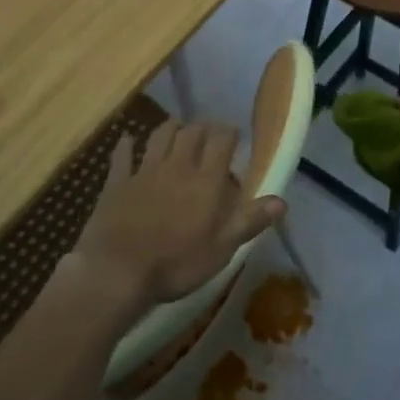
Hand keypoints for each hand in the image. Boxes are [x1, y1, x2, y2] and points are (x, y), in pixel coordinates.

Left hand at [70, 119, 282, 310]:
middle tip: (208, 132)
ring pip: (159, 136)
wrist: (118, 271)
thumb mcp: (222, 249)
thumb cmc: (177, 263)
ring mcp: (144, 171)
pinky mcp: (117, 182)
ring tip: (176, 128)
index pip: (222, 141)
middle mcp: (177, 166)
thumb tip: (281, 201)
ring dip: (170, 127)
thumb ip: (250, 221)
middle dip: (202, 127)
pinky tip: (127, 141)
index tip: (234, 135)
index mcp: (206, 180)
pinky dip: (126, 145)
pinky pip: (122, 156)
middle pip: (191, 132)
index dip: (229, 133)